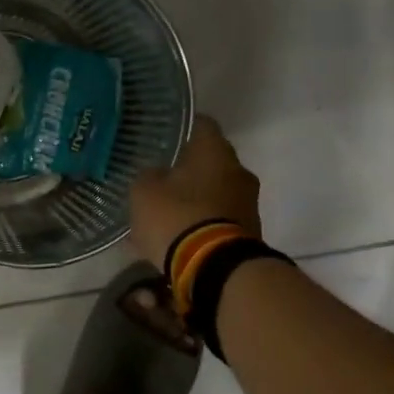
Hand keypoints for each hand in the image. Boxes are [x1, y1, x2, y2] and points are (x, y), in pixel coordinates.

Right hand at [130, 114, 262, 268]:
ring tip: (166, 212)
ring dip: (195, 197)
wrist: (216, 269)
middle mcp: (238, 170)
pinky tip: (179, 234)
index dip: (180, 127)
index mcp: (214, 151)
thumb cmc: (177, 217)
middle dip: (187, 168)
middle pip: (210, 160)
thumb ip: (149, 175)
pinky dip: (202, 222)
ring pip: (216, 190)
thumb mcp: (144, 192)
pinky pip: (219, 218)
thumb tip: (157, 174)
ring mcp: (248, 203)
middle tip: (161, 177)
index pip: (200, 123)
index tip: (163, 135)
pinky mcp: (249, 232)